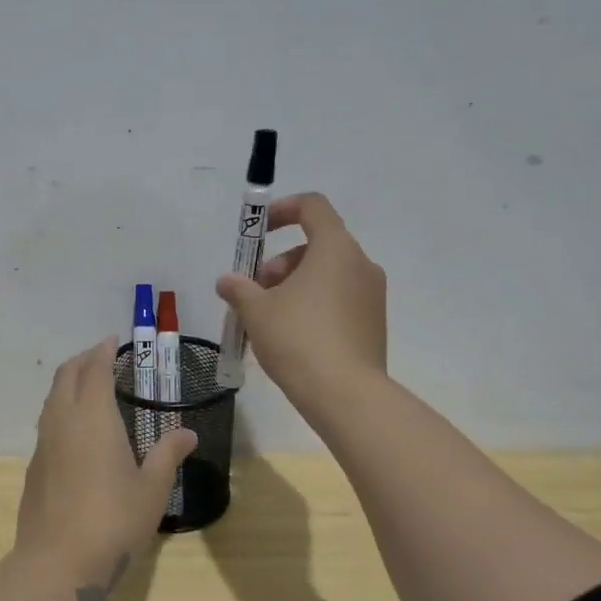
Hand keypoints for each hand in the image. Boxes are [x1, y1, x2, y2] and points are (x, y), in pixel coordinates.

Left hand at [13, 338, 195, 600]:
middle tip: (100, 356)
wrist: (57, 563)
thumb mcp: (152, 489)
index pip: (95, 370)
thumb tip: (187, 433)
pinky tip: (75, 431)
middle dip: (82, 360)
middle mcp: (63, 422)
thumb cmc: (113, 521)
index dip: (103, 351)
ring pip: (52, 399)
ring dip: (68, 383)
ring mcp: (43, 445)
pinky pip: (47, 424)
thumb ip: (167, 455)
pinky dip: (61, 410)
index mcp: (93, 417)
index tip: (112, 340)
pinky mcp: (34, 468)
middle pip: (66, 376)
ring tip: (88, 387)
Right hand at [216, 192, 386, 409]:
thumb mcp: (256, 311)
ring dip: (296, 285)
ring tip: (270, 318)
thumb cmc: (298, 339)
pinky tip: (293, 337)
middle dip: (282, 262)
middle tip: (257, 291)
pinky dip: (315, 304)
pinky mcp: (373, 323)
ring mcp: (372, 295)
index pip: (313, 206)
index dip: (282, 210)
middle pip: (318, 244)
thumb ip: (239, 289)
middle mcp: (361, 264)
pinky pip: (340, 299)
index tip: (258, 232)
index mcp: (335, 249)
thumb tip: (226, 281)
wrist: (345, 394)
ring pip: (329, 274)